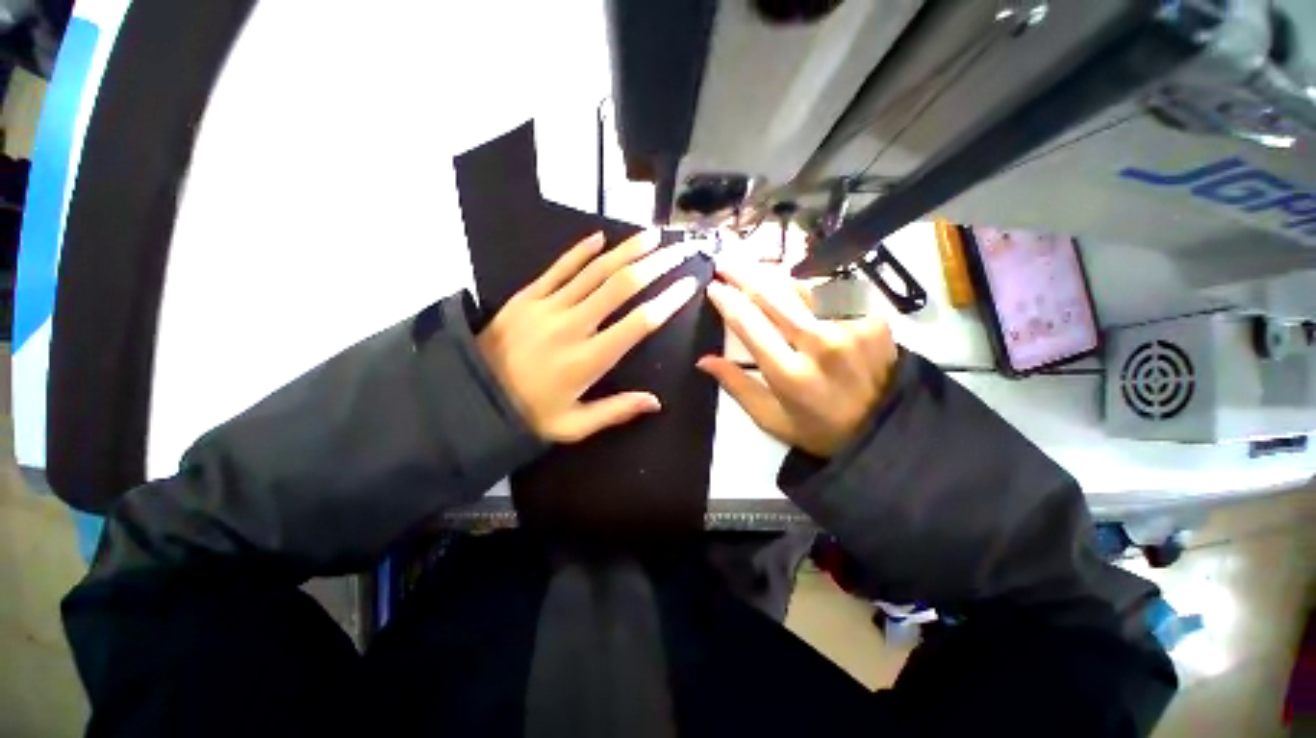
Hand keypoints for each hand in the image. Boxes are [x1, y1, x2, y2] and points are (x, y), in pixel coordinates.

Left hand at [477, 231, 698, 442]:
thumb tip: (656, 402)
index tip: (688, 284)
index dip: (668, 301)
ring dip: (626, 250)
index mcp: (588, 360)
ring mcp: (547, 307)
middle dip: (655, 265)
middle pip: (621, 286)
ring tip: (652, 235)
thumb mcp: (574, 425)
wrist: (470, 398)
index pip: (639, 323)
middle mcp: (572, 326)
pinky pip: (558, 268)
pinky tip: (601, 237)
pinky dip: (580, 251)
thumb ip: (616, 411)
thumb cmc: (528, 415)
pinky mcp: (526, 297)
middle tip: (678, 251)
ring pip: (594, 271)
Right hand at [697, 261, 897, 456]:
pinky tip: (801, 295)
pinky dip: (810, 293)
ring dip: (774, 278)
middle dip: (744, 274)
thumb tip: (704, 360)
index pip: (749, 324)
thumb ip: (737, 386)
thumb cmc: (819, 429)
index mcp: (790, 373)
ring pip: (802, 289)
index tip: (713, 287)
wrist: (885, 430)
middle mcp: (820, 344)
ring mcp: (851, 327)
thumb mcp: (770, 419)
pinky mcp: (874, 319)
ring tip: (756, 270)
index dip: (727, 301)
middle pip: (773, 295)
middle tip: (726, 264)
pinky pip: (832, 296)